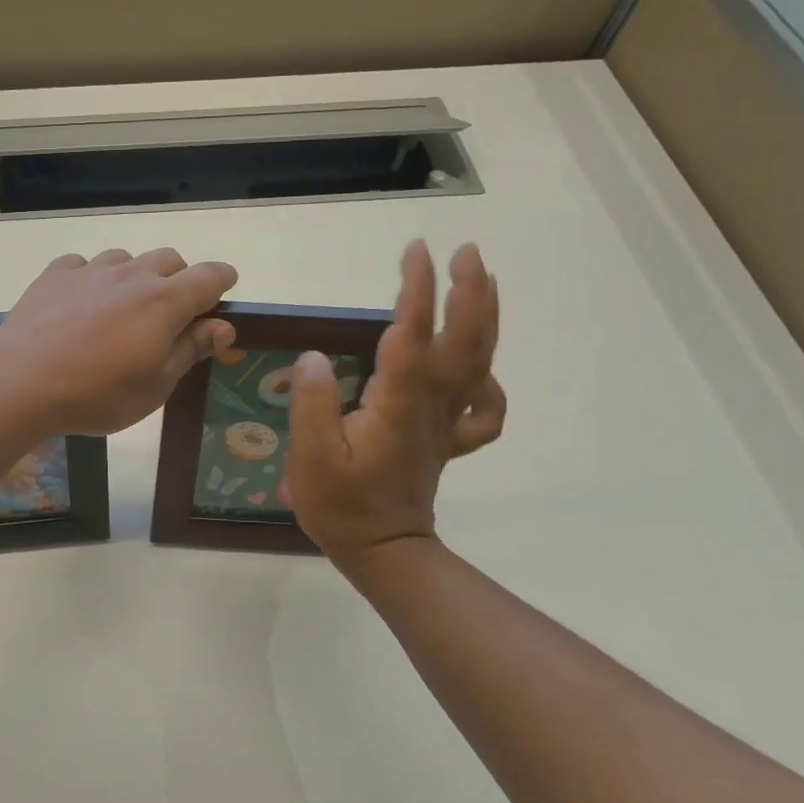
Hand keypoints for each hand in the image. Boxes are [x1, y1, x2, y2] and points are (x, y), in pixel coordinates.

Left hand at [0, 249, 238, 435]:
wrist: (22, 383)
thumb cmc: (97, 394)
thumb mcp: (155, 385)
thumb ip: (190, 350)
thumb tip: (223, 326)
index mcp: (164, 302)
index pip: (209, 276)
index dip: (222, 281)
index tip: (224, 291)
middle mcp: (131, 275)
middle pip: (169, 259)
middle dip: (179, 279)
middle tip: (169, 313)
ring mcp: (90, 271)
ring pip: (125, 259)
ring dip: (134, 277)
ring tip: (121, 309)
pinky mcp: (55, 275)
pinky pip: (83, 265)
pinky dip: (91, 279)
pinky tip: (80, 304)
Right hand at [288, 240, 505, 564]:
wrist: (383, 550)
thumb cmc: (341, 504)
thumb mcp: (312, 456)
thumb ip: (313, 403)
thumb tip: (314, 356)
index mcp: (398, 402)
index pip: (412, 334)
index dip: (417, 290)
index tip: (416, 252)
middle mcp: (432, 404)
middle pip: (465, 340)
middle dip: (469, 291)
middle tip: (466, 252)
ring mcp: (445, 422)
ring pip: (479, 362)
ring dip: (485, 317)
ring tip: (483, 281)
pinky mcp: (447, 439)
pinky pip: (483, 408)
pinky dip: (490, 382)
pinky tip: (480, 368)